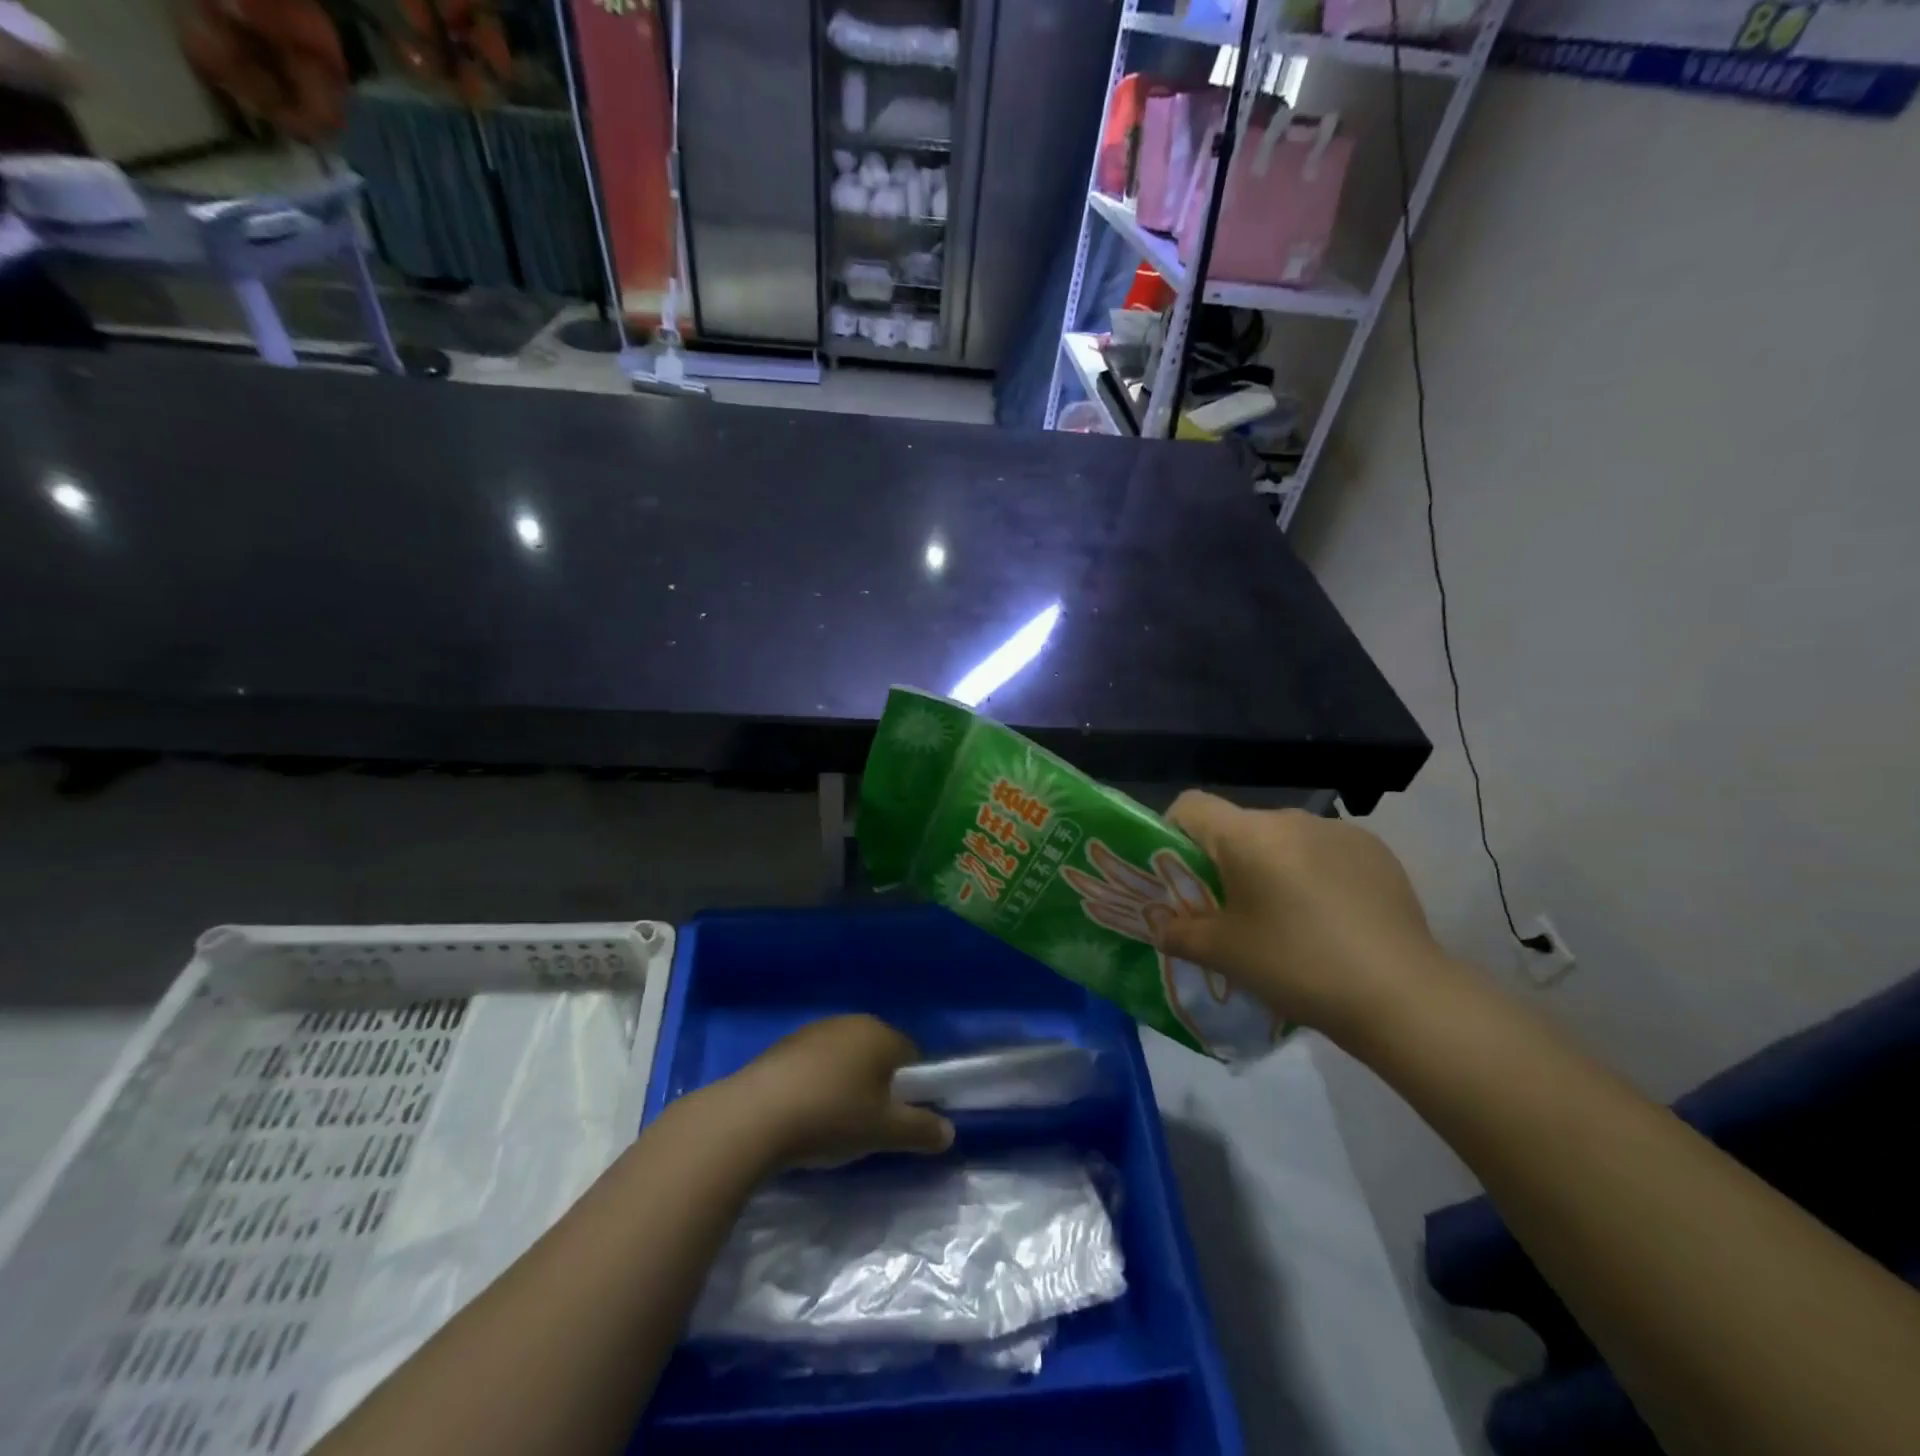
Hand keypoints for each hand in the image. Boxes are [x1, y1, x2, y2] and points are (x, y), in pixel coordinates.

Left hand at [714, 1015, 954, 1170]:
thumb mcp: (884, 1132)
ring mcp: (814, 1031)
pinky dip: (817, 1085)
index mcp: (880, 1033)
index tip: (899, 1120)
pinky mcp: (783, 1046)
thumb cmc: (831, 1117)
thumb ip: (921, 1129)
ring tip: (833, 1125)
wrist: (754, 1117)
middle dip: (878, 1086)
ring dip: (846, 1085)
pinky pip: (815, 1064)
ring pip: (845, 1058)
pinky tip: (804, 1116)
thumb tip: (949, 1131)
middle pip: (877, 1054)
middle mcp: (850, 1022)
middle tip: (868, 1126)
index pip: (911, 1055)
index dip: (912, 1088)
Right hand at [1150, 791, 1450, 1039]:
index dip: (1172, 832)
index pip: (1191, 805)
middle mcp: (1291, 819)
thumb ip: (1179, 933)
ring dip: (1270, 866)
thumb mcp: (1225, 954)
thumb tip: (1159, 926)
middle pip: (1237, 826)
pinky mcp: (1376, 851)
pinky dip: (1312, 872)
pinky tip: (1328, 917)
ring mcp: (1338, 831)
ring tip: (1284, 918)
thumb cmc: (1297, 965)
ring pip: (1281, 839)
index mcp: (1248, 835)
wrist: (1402, 996)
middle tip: (1229, 910)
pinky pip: (1323, 850)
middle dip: (1224, 860)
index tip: (1177, 874)